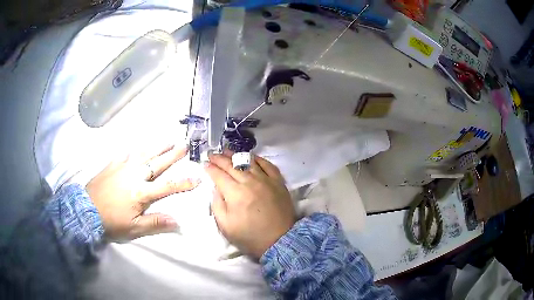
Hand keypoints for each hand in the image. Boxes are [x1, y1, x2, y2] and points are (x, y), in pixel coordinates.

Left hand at [86, 145, 198, 240]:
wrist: (86, 210)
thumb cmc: (111, 222)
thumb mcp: (134, 229)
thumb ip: (155, 223)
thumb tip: (177, 222)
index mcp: (141, 193)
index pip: (168, 186)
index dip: (184, 183)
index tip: (198, 178)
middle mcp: (135, 176)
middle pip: (157, 163)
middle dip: (173, 155)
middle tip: (185, 144)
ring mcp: (122, 167)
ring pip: (143, 154)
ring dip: (157, 147)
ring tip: (168, 139)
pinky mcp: (112, 165)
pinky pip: (126, 154)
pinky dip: (134, 149)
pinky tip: (137, 146)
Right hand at [205, 152, 295, 259]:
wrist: (279, 240)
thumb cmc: (250, 236)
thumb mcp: (225, 225)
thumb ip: (217, 204)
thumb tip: (216, 188)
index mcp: (235, 193)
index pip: (219, 175)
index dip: (210, 168)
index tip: (205, 164)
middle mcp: (250, 181)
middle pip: (231, 165)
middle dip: (219, 158)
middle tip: (212, 154)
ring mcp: (266, 180)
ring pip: (248, 162)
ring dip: (235, 155)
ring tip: (227, 151)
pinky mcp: (278, 182)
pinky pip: (268, 165)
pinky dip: (258, 159)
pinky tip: (252, 157)